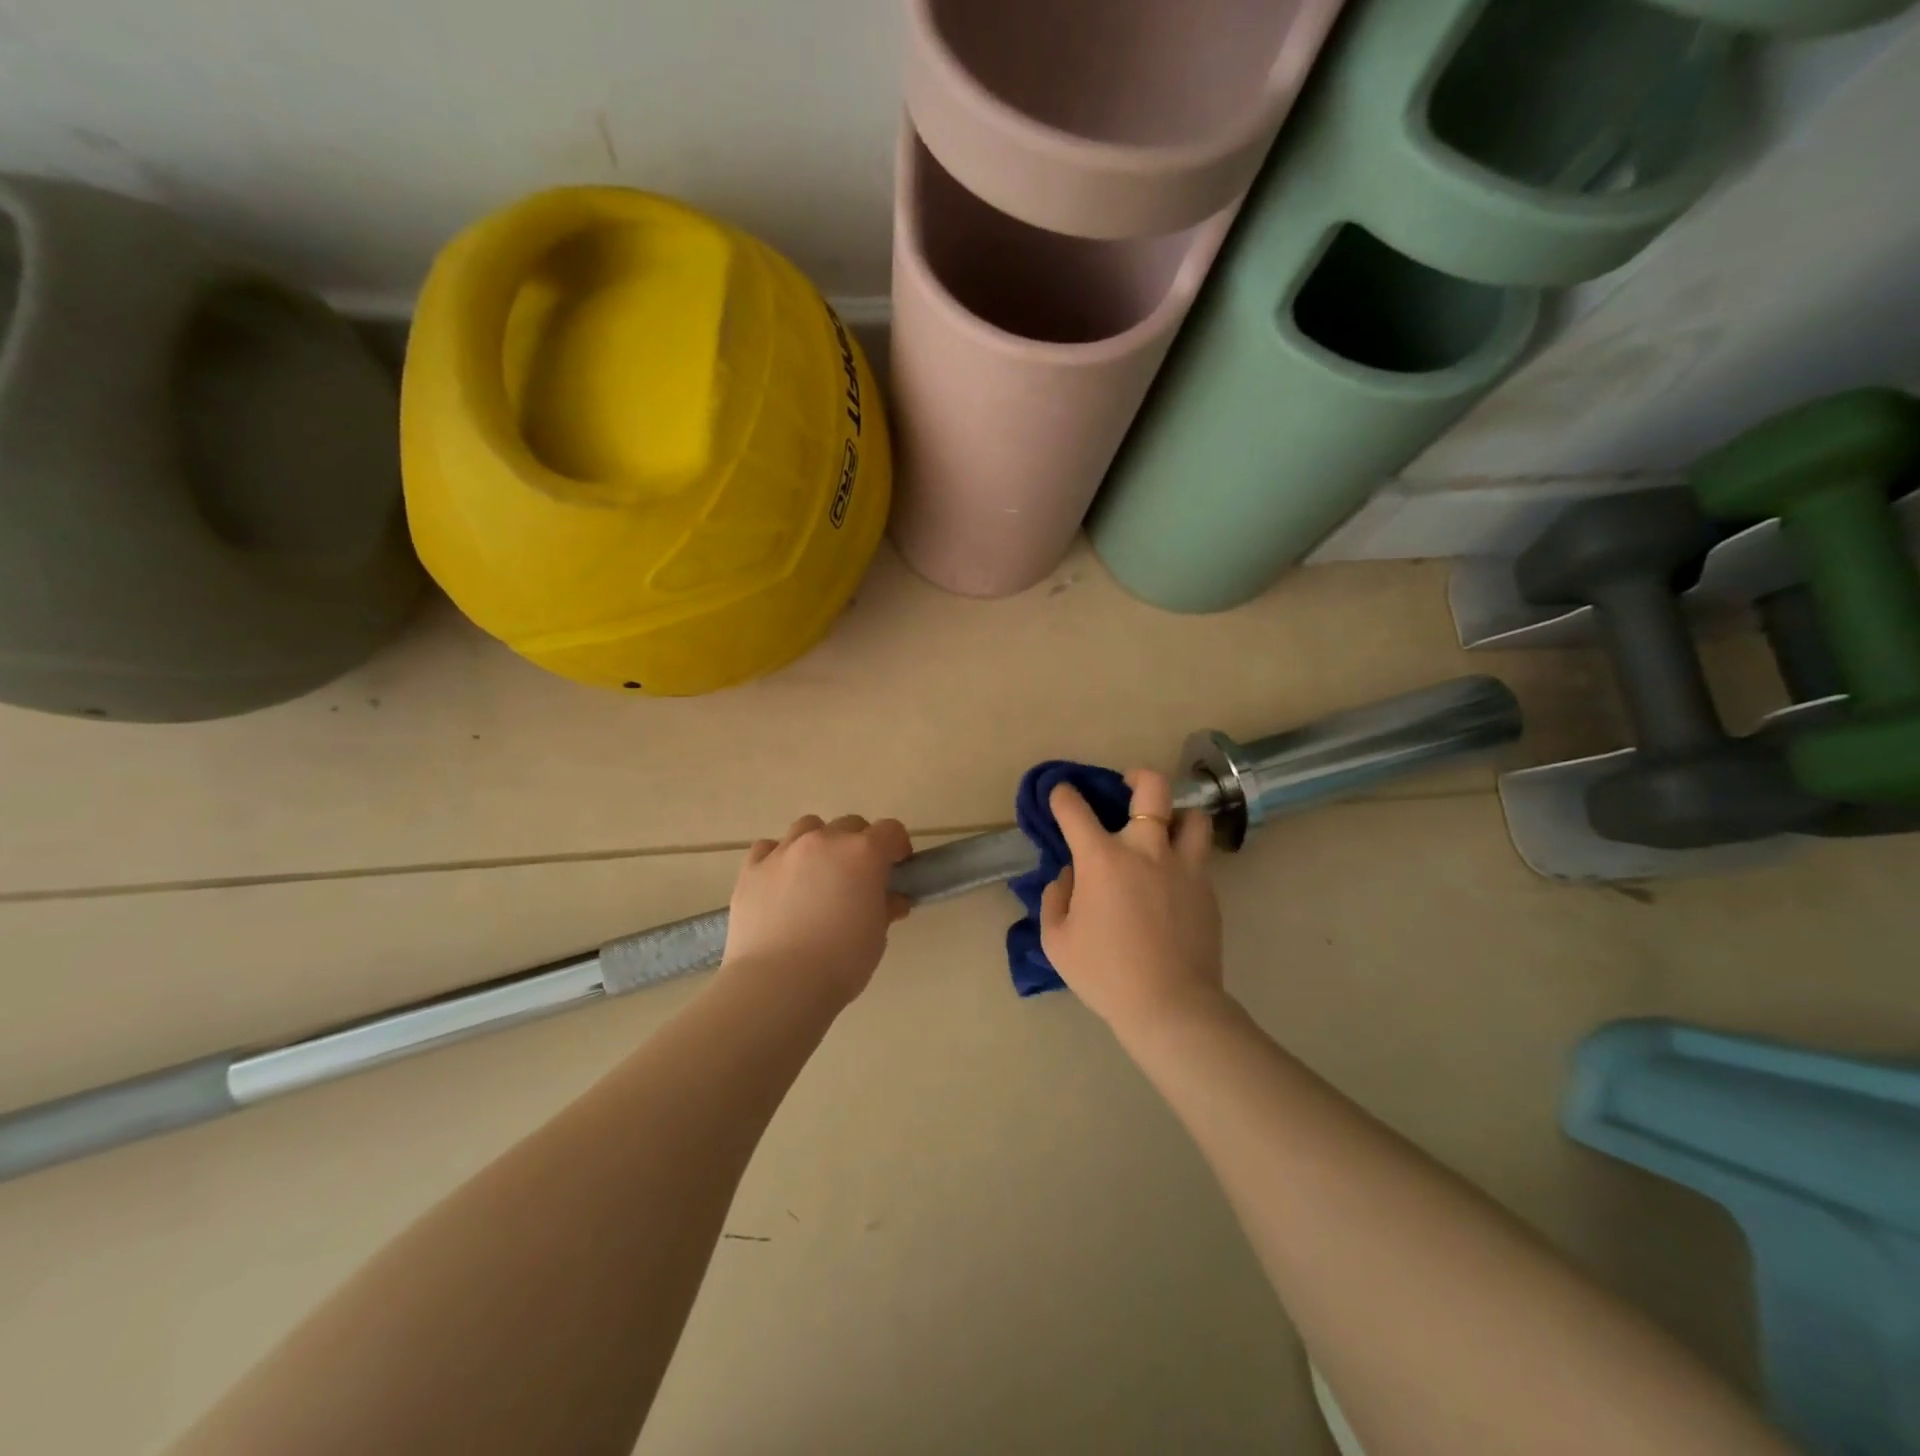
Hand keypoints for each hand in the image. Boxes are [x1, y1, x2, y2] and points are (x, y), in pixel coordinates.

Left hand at [723, 814, 912, 1007]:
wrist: (779, 983)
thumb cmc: (841, 962)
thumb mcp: (877, 936)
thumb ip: (885, 908)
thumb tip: (891, 899)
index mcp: (863, 853)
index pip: (890, 830)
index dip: (897, 846)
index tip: (897, 867)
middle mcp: (824, 841)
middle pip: (849, 825)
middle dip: (859, 844)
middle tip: (858, 876)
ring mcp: (784, 851)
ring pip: (808, 828)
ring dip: (819, 843)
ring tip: (816, 874)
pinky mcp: (752, 868)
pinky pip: (769, 848)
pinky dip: (779, 857)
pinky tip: (780, 882)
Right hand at [1040, 769, 1224, 1036]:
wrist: (1170, 1006)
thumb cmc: (1105, 974)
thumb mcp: (1057, 940)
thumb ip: (1056, 898)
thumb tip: (1069, 876)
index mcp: (1102, 859)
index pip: (1075, 809)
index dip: (1062, 795)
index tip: (1060, 794)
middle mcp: (1146, 849)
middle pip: (1152, 787)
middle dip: (1136, 776)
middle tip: (1126, 787)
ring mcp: (1184, 867)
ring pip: (1192, 815)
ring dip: (1174, 815)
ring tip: (1162, 830)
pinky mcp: (1207, 889)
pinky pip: (1198, 857)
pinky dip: (1182, 856)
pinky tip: (1170, 881)